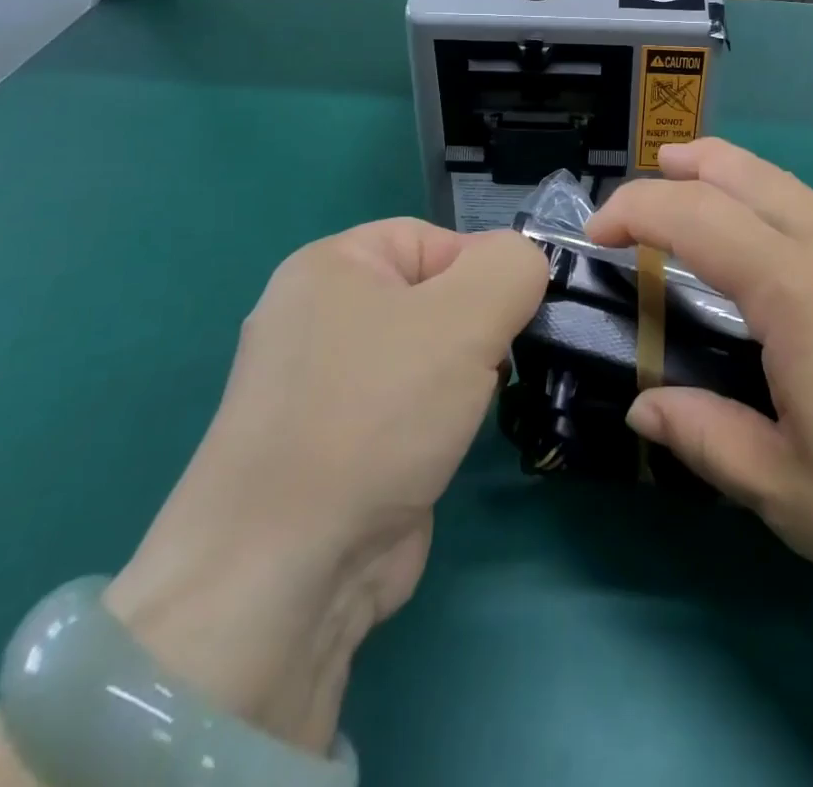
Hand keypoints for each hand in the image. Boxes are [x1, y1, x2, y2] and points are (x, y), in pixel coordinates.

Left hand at [103, 221, 544, 752]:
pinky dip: (438, 421)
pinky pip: (406, 407)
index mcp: (331, 266)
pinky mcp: (334, 446)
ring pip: (425, 356)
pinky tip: (448, 446)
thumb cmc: (377, 412)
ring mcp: (321, 387)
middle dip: (478, 330)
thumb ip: (514, 266)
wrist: (287, 572)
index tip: (517, 318)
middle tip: (494, 367)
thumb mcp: (466, 314)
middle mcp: (318, 318)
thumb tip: (525, 267)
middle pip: (433, 297)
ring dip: (463, 379)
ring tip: (472, 410)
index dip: (484, 273)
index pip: (436, 241)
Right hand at [588, 139, 812, 659]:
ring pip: (804, 200)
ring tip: (717, 218)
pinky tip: (812, 297)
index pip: (695, 216)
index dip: (635, 208)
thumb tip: (645, 408)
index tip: (598, 233)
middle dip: (693, 162)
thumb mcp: (786, 493)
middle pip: (754, 174)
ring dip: (748, 195)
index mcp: (803, 293)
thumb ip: (703, 436)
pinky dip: (802, 236)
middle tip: (657, 168)